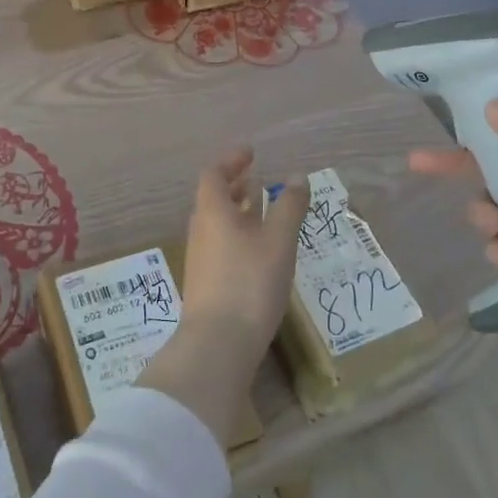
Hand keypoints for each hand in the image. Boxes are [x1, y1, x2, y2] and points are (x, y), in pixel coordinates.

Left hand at [137, 150, 308, 446]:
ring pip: (218, 223)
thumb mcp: (278, 241)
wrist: (218, 344)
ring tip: (263, 211)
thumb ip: (289, 207)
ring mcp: (200, 258)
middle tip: (258, 180)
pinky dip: (238, 235)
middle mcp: (201, 230)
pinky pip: (221, 244)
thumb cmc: (250, 283)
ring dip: (238, 211)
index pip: (214, 174)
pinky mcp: (206, 282)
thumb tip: (297, 178)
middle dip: (235, 186)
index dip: (231, 161)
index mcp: (213, 212)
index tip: (252, 154)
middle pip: (213, 198)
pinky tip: (259, 251)